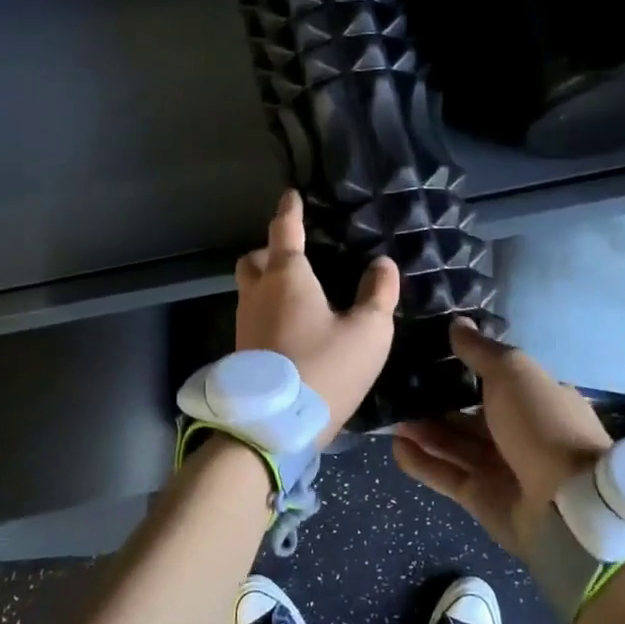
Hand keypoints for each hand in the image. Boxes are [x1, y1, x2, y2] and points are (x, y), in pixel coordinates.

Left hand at [235, 189, 399, 447]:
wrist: (274, 428)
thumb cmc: (325, 369)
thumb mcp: (368, 332)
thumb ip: (378, 294)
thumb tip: (383, 264)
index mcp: (287, 277)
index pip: (285, 230)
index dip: (290, 210)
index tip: (290, 195)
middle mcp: (258, 293)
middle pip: (255, 259)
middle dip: (271, 251)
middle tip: (297, 258)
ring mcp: (244, 323)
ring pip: (250, 289)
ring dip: (267, 283)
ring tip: (300, 296)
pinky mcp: (241, 352)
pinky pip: (253, 316)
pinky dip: (269, 311)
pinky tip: (293, 329)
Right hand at [392, 320, 613, 560]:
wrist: (566, 504)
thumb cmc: (541, 424)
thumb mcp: (512, 372)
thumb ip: (480, 350)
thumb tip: (457, 322)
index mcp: (536, 399)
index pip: (495, 380)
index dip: (463, 368)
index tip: (428, 355)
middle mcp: (519, 432)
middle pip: (470, 414)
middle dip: (436, 401)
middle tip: (399, 387)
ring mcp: (501, 468)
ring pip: (454, 443)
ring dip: (424, 430)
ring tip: (390, 415)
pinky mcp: (481, 498)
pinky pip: (446, 474)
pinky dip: (422, 461)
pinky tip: (395, 446)